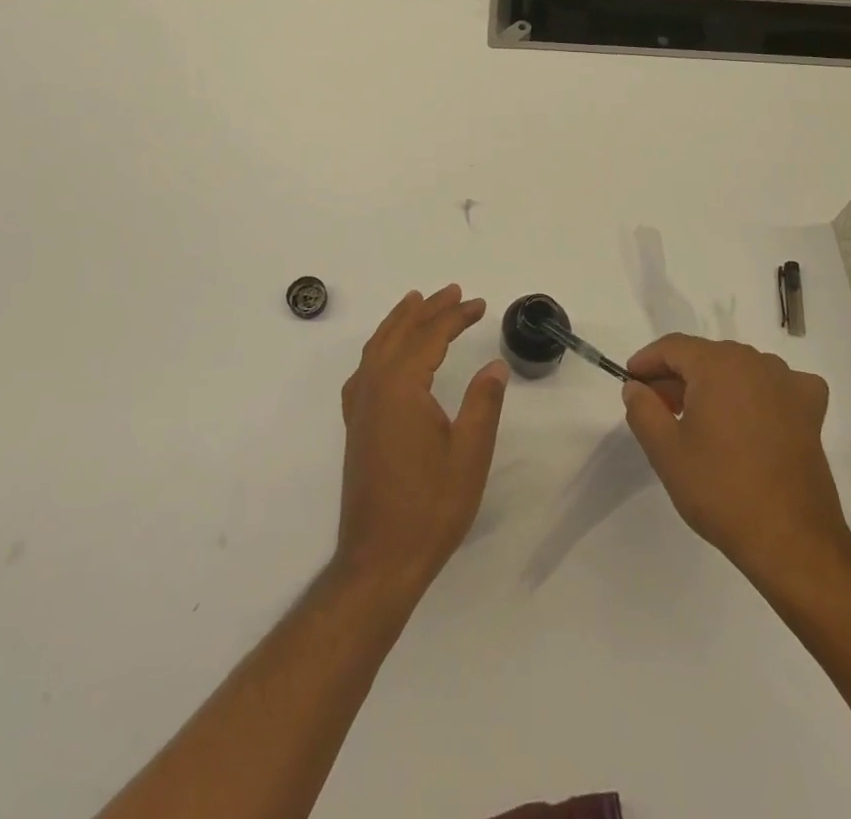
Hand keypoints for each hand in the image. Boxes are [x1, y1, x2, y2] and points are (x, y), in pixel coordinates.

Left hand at [336, 286, 508, 595]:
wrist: (380, 559)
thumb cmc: (430, 507)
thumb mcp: (469, 455)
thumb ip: (483, 403)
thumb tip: (494, 365)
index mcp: (402, 388)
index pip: (430, 336)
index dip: (455, 316)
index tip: (479, 303)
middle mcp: (374, 387)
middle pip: (401, 334)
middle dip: (428, 309)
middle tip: (454, 292)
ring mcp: (360, 406)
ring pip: (378, 347)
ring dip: (400, 322)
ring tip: (417, 301)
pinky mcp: (356, 425)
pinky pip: (365, 369)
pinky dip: (380, 348)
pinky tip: (387, 354)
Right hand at [622, 334, 850, 586]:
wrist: (791, 541)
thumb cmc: (720, 490)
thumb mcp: (665, 451)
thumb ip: (642, 409)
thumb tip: (636, 387)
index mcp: (718, 364)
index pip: (673, 347)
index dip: (647, 361)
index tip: (631, 382)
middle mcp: (755, 362)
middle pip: (706, 356)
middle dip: (678, 376)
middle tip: (659, 408)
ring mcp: (788, 385)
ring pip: (739, 369)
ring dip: (715, 384)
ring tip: (699, 418)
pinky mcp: (811, 411)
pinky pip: (779, 386)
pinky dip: (760, 393)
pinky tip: (754, 415)